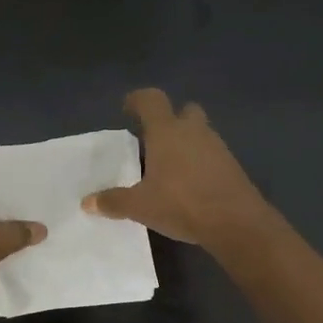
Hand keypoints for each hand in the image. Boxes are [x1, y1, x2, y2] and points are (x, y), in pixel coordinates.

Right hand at [83, 89, 271, 252]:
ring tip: (168, 167)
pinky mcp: (232, 165)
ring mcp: (217, 146)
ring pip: (199, 133)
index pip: (151, 100)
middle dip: (169, 120)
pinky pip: (211, 154)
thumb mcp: (141, 206)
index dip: (137, 99)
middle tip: (153, 140)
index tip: (127, 108)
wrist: (236, 222)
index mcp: (167, 131)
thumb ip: (113, 201)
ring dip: (185, 142)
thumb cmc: (182, 204)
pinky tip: (189, 184)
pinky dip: (199, 161)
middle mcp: (193, 131)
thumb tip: (87, 202)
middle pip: (183, 111)